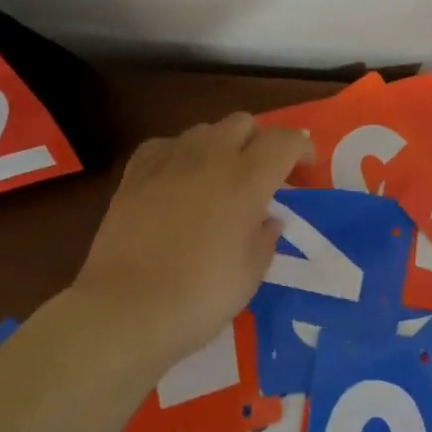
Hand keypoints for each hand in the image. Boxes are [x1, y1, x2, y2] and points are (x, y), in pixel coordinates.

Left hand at [69, 112, 311, 367]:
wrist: (126, 308)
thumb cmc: (199, 296)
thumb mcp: (251, 274)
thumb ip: (266, 237)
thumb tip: (268, 218)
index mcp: (248, 179)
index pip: (286, 140)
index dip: (302, 148)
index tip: (305, 170)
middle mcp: (211, 156)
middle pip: (244, 123)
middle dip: (259, 142)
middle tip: (261, 175)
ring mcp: (170, 160)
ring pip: (205, 129)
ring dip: (220, 146)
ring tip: (218, 177)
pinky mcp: (136, 172)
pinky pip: (166, 145)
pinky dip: (180, 155)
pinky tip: (178, 179)